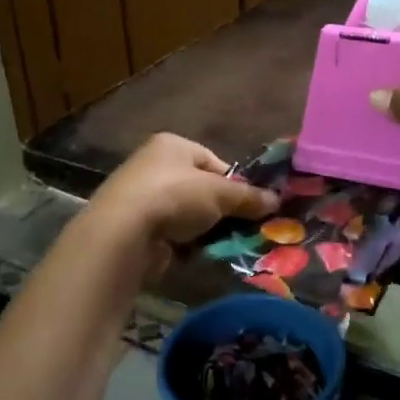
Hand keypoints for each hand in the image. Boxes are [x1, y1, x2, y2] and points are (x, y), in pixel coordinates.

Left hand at [80, 133, 279, 277]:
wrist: (123, 233)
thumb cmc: (175, 197)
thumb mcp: (220, 194)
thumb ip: (248, 196)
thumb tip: (276, 200)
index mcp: (172, 145)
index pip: (213, 162)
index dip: (234, 183)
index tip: (250, 204)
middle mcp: (153, 165)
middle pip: (200, 188)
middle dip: (221, 209)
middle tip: (242, 227)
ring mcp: (141, 197)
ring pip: (187, 213)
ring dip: (204, 228)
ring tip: (222, 244)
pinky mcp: (134, 227)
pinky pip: (171, 233)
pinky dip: (185, 243)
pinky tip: (196, 254)